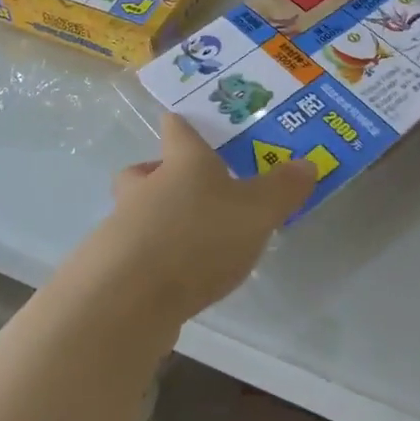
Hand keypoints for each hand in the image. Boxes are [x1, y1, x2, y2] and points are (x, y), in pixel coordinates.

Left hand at [95, 113, 316, 323]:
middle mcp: (146, 184)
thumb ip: (282, 189)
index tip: (194, 124)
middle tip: (194, 191)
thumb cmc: (197, 236)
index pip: (177, 126)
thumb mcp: (256, 211)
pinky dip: (152, 262)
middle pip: (148, 168)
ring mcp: (123, 225)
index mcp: (182, 160)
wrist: (128, 298)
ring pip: (137, 211)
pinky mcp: (112, 268)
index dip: (185, 122)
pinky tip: (175, 281)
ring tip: (191, 244)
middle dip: (165, 175)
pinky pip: (134, 254)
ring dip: (158, 221)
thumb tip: (307, 163)